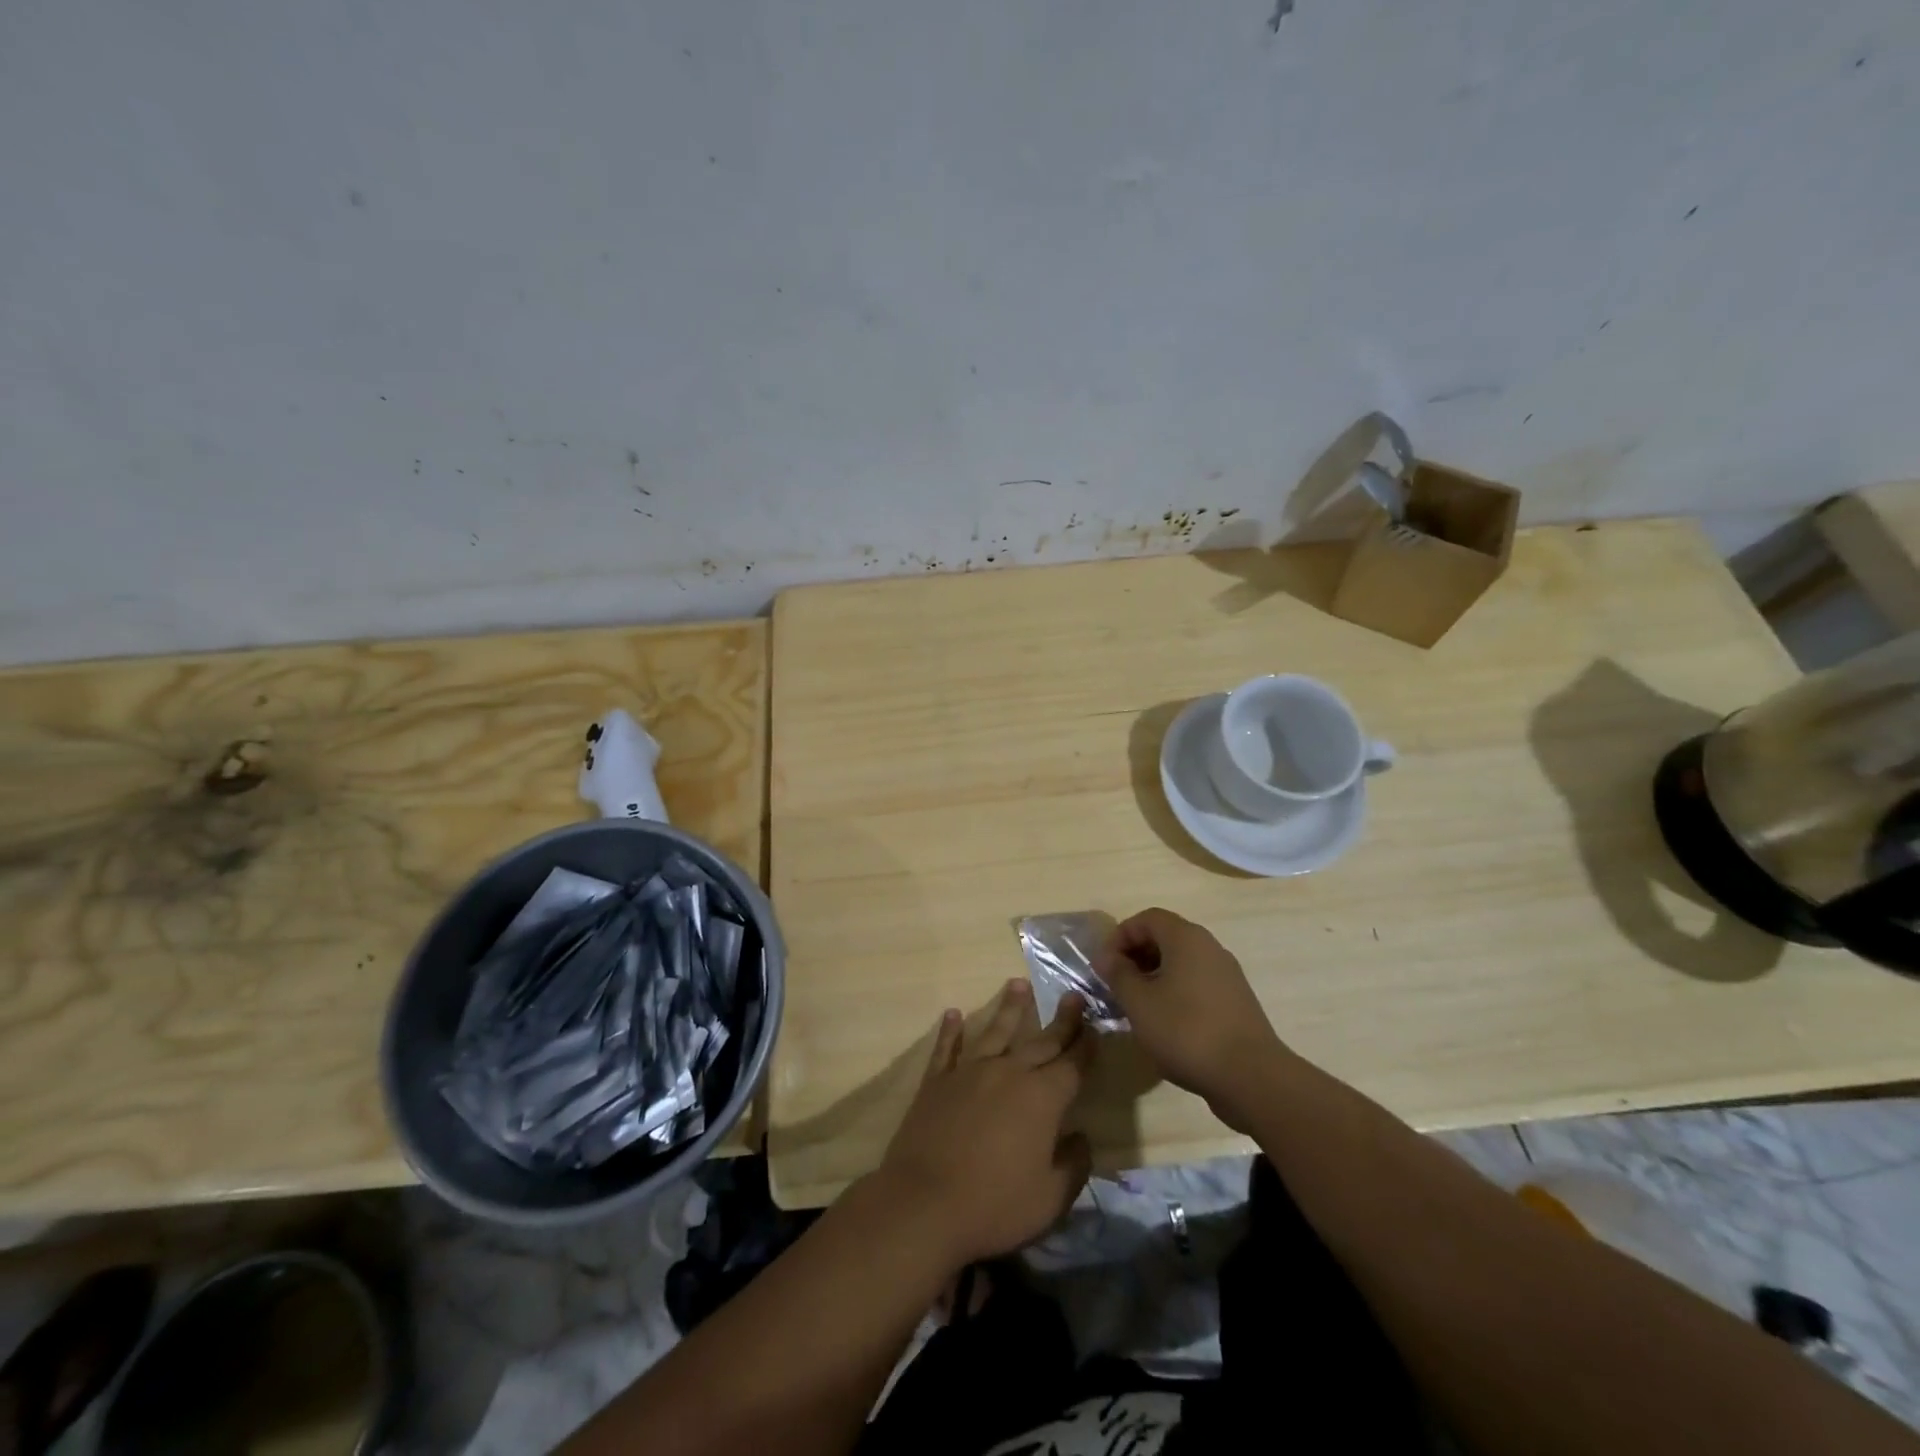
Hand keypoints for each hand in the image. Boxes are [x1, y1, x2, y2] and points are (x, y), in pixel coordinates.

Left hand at [875, 980, 1092, 1266]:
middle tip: (1073, 995)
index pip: (1072, 1065)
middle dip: (1061, 1020)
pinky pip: (947, 1048)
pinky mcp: (937, 1081)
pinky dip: (951, 1031)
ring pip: (994, 1031)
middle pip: (1040, 1041)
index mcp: (1042, 1098)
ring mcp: (969, 1072)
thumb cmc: (994, 1205)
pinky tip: (954, 1014)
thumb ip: (1073, 1166)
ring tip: (1018, 984)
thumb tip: (1082, 1138)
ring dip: (1009, 1008)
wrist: (923, 1203)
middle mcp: (1008, 1073)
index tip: (1096, 1026)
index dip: (1086, 1046)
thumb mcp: (1050, 1198)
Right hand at [1092, 908, 1286, 1130]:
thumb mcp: (1139, 1003)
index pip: (1147, 918)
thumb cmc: (1186, 1031)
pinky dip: (1175, 990)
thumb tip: (1106, 957)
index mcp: (1186, 938)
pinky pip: (1196, 982)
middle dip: (1136, 955)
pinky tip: (1165, 1021)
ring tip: (1137, 1005)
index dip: (1121, 936)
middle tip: (1117, 984)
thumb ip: (1118, 974)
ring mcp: (1226, 974)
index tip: (1105, 965)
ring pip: (1181, 961)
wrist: (1251, 1077)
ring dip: (1154, 975)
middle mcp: (1209, 947)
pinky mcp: (1235, 1000)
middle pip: (1165, 936)